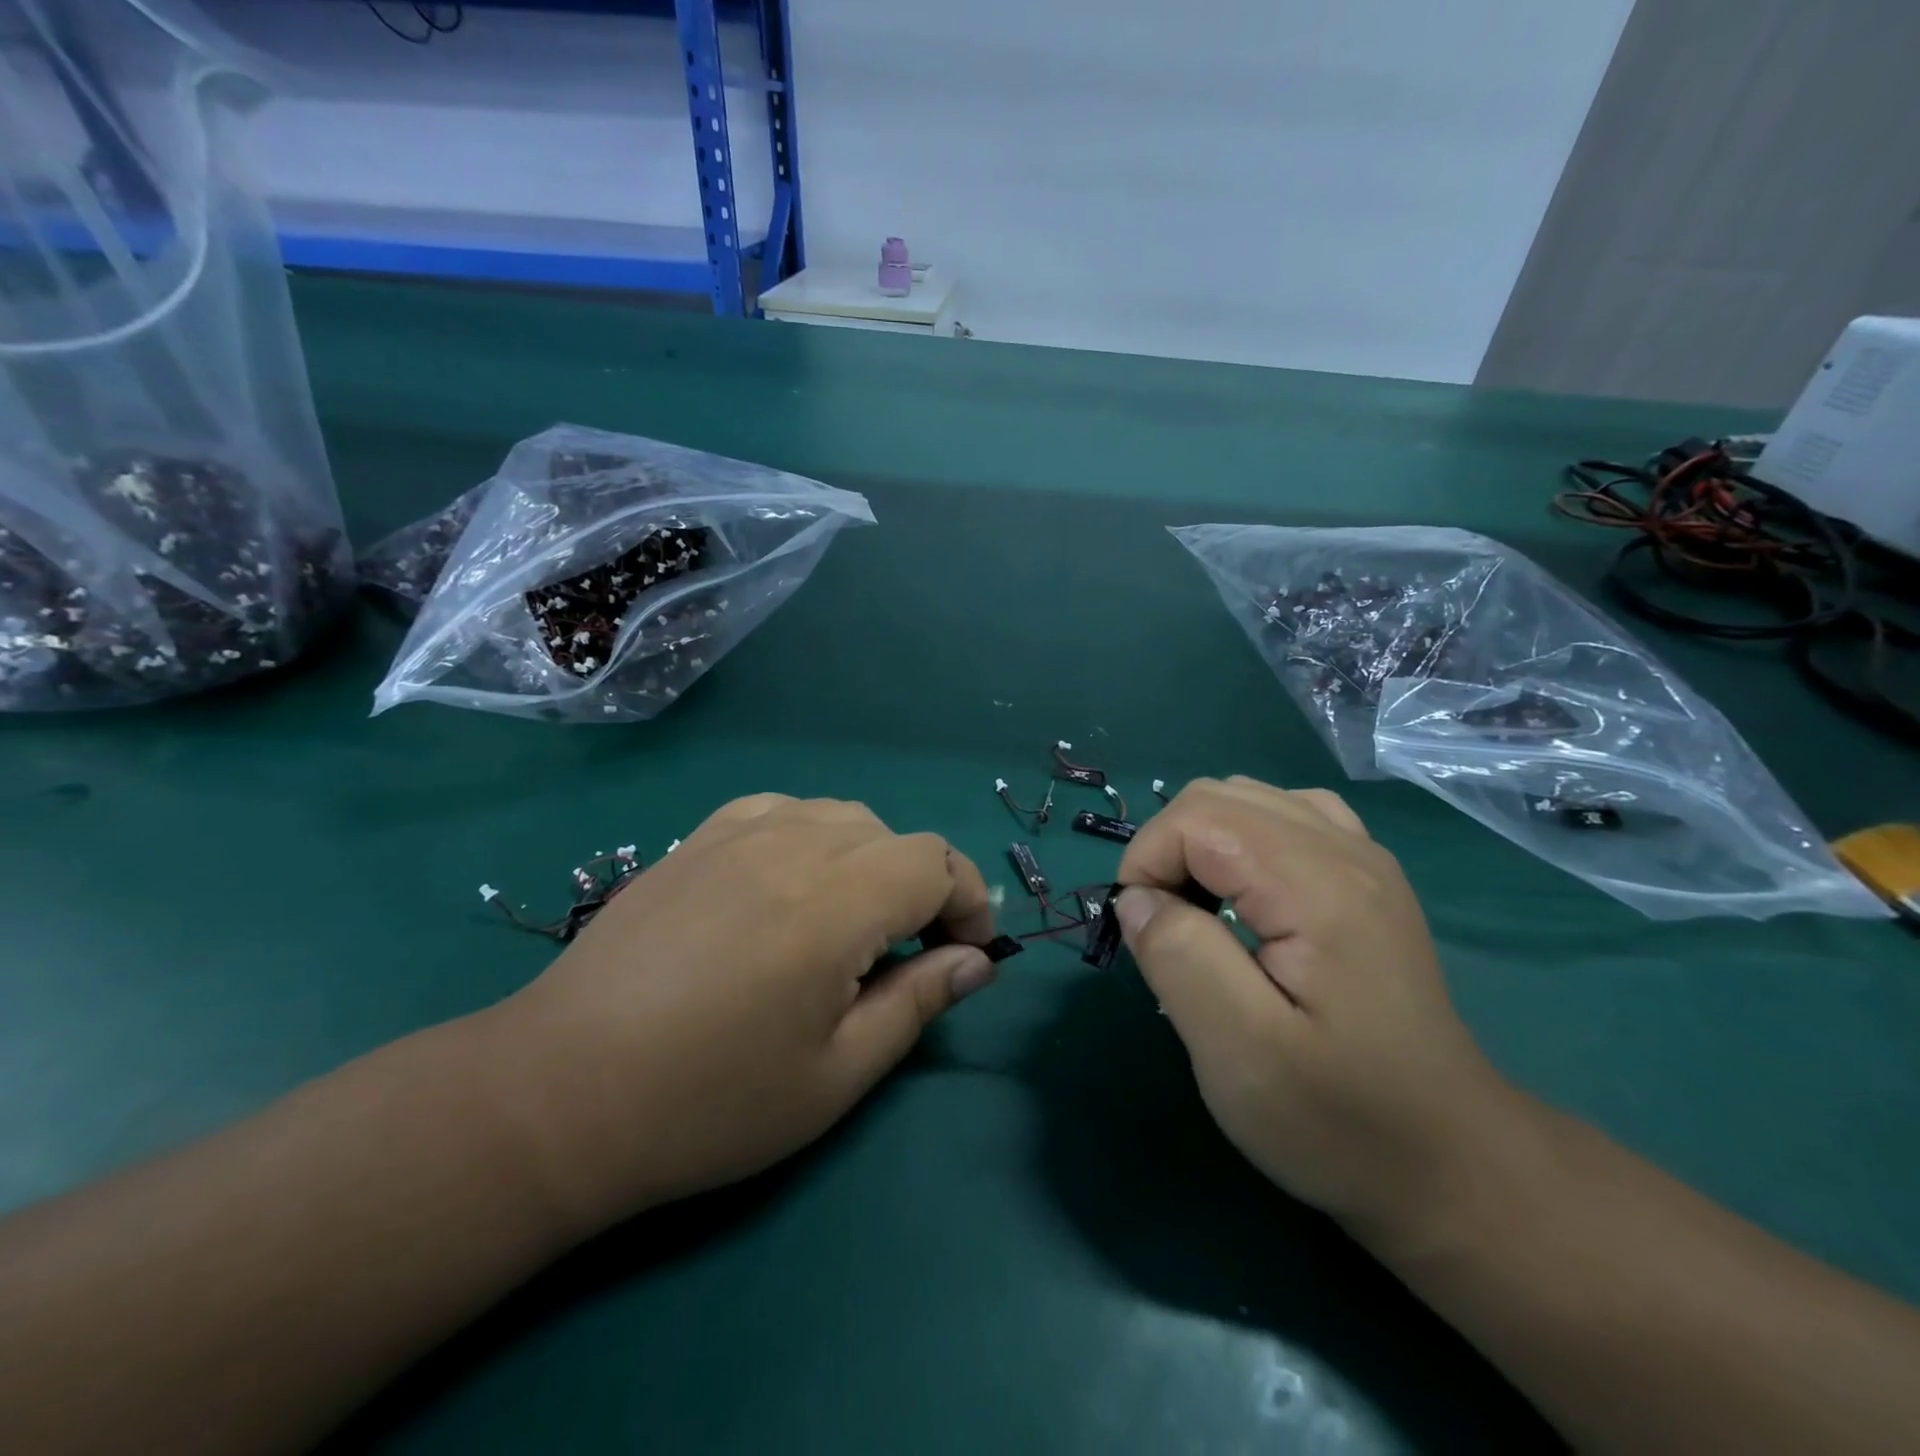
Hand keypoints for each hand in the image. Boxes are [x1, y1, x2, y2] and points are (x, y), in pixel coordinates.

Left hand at [486, 794, 997, 1236]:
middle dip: (925, 889)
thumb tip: (976, 963)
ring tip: (851, 923)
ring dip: (871, 862)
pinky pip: (783, 810)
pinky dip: (813, 837)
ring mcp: (738, 833)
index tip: (965, 955)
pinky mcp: (697, 839)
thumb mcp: (835, 1075)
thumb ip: (917, 1003)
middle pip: (895, 838)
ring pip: (842, 817)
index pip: (936, 862)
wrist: (558, 1093)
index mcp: (833, 902)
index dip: (968, 901)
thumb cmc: (707, 1102)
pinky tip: (792, 883)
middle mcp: (792, 846)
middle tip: (911, 956)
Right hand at [1113, 776, 1518, 1243]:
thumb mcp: (1241, 1052)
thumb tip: (1137, 900)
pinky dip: (1241, 842)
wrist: (1452, 1165)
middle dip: (1166, 848)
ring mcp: (1364, 860)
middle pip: (1218, 795)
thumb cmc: (1341, 1118)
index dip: (1147, 860)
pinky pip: (1285, 819)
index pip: (1196, 816)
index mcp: (1317, 885)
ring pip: (1248, 798)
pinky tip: (1245, 896)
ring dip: (1200, 843)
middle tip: (1163, 926)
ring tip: (1198, 912)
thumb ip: (1180, 957)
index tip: (1141, 932)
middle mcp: (1346, 851)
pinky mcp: (1366, 880)